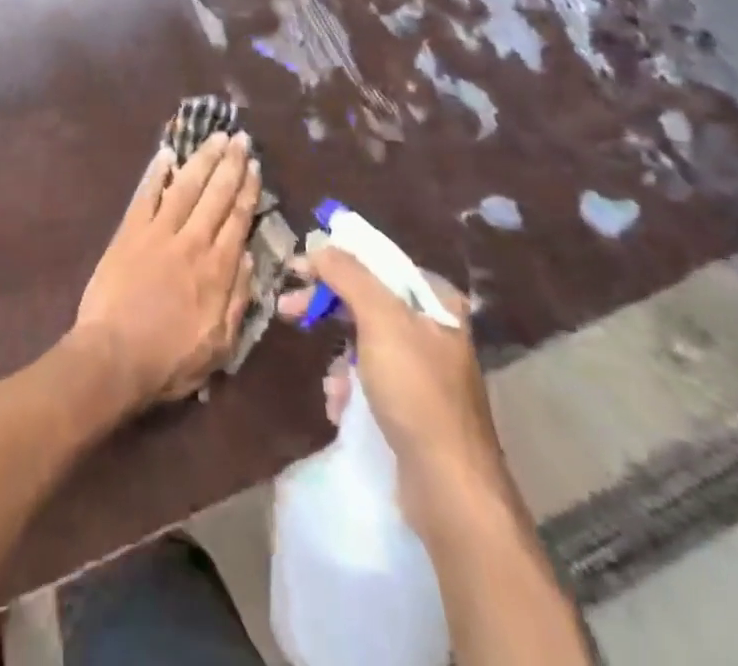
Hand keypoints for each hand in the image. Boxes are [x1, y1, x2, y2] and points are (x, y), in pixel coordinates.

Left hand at [73, 131, 258, 411]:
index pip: (238, 219)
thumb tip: (251, 257)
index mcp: (217, 269)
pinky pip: (145, 194)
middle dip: (230, 163)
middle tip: (240, 138)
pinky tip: (166, 154)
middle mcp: (192, 241)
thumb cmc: (169, 360)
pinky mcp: (129, 232)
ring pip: (185, 186)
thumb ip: (238, 299)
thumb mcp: (220, 344)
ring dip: (202, 158)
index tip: (254, 165)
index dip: (247, 189)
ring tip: (215, 136)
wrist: (113, 357)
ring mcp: (158, 232)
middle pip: (216, 194)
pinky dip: (156, 172)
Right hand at [279, 247, 506, 531]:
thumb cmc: (417, 393)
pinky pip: (370, 380)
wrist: (450, 490)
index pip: (378, 262)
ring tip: (330, 383)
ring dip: (339, 358)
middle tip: (287, 308)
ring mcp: (424, 372)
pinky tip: (341, 406)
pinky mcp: (413, 409)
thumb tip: (319, 245)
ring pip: (364, 343)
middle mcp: (434, 331)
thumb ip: (348, 275)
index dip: (335, 260)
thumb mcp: (381, 320)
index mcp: (436, 301)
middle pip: (367, 300)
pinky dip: (350, 388)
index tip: (298, 269)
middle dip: (327, 306)